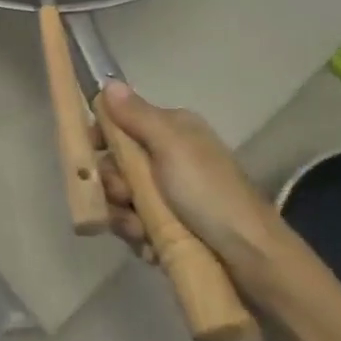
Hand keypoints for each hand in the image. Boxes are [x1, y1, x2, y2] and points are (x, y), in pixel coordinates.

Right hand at [91, 83, 296, 293]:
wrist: (252, 259)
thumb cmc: (209, 194)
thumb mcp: (172, 147)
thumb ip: (137, 116)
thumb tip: (109, 82)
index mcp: (173, 131)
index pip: (121, 123)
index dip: (100, 138)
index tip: (88, 156)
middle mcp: (170, 158)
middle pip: (116, 165)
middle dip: (113, 185)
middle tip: (125, 198)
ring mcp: (170, 195)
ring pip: (122, 199)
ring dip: (124, 217)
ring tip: (141, 231)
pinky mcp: (170, 227)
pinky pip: (136, 226)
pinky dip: (139, 237)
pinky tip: (151, 246)